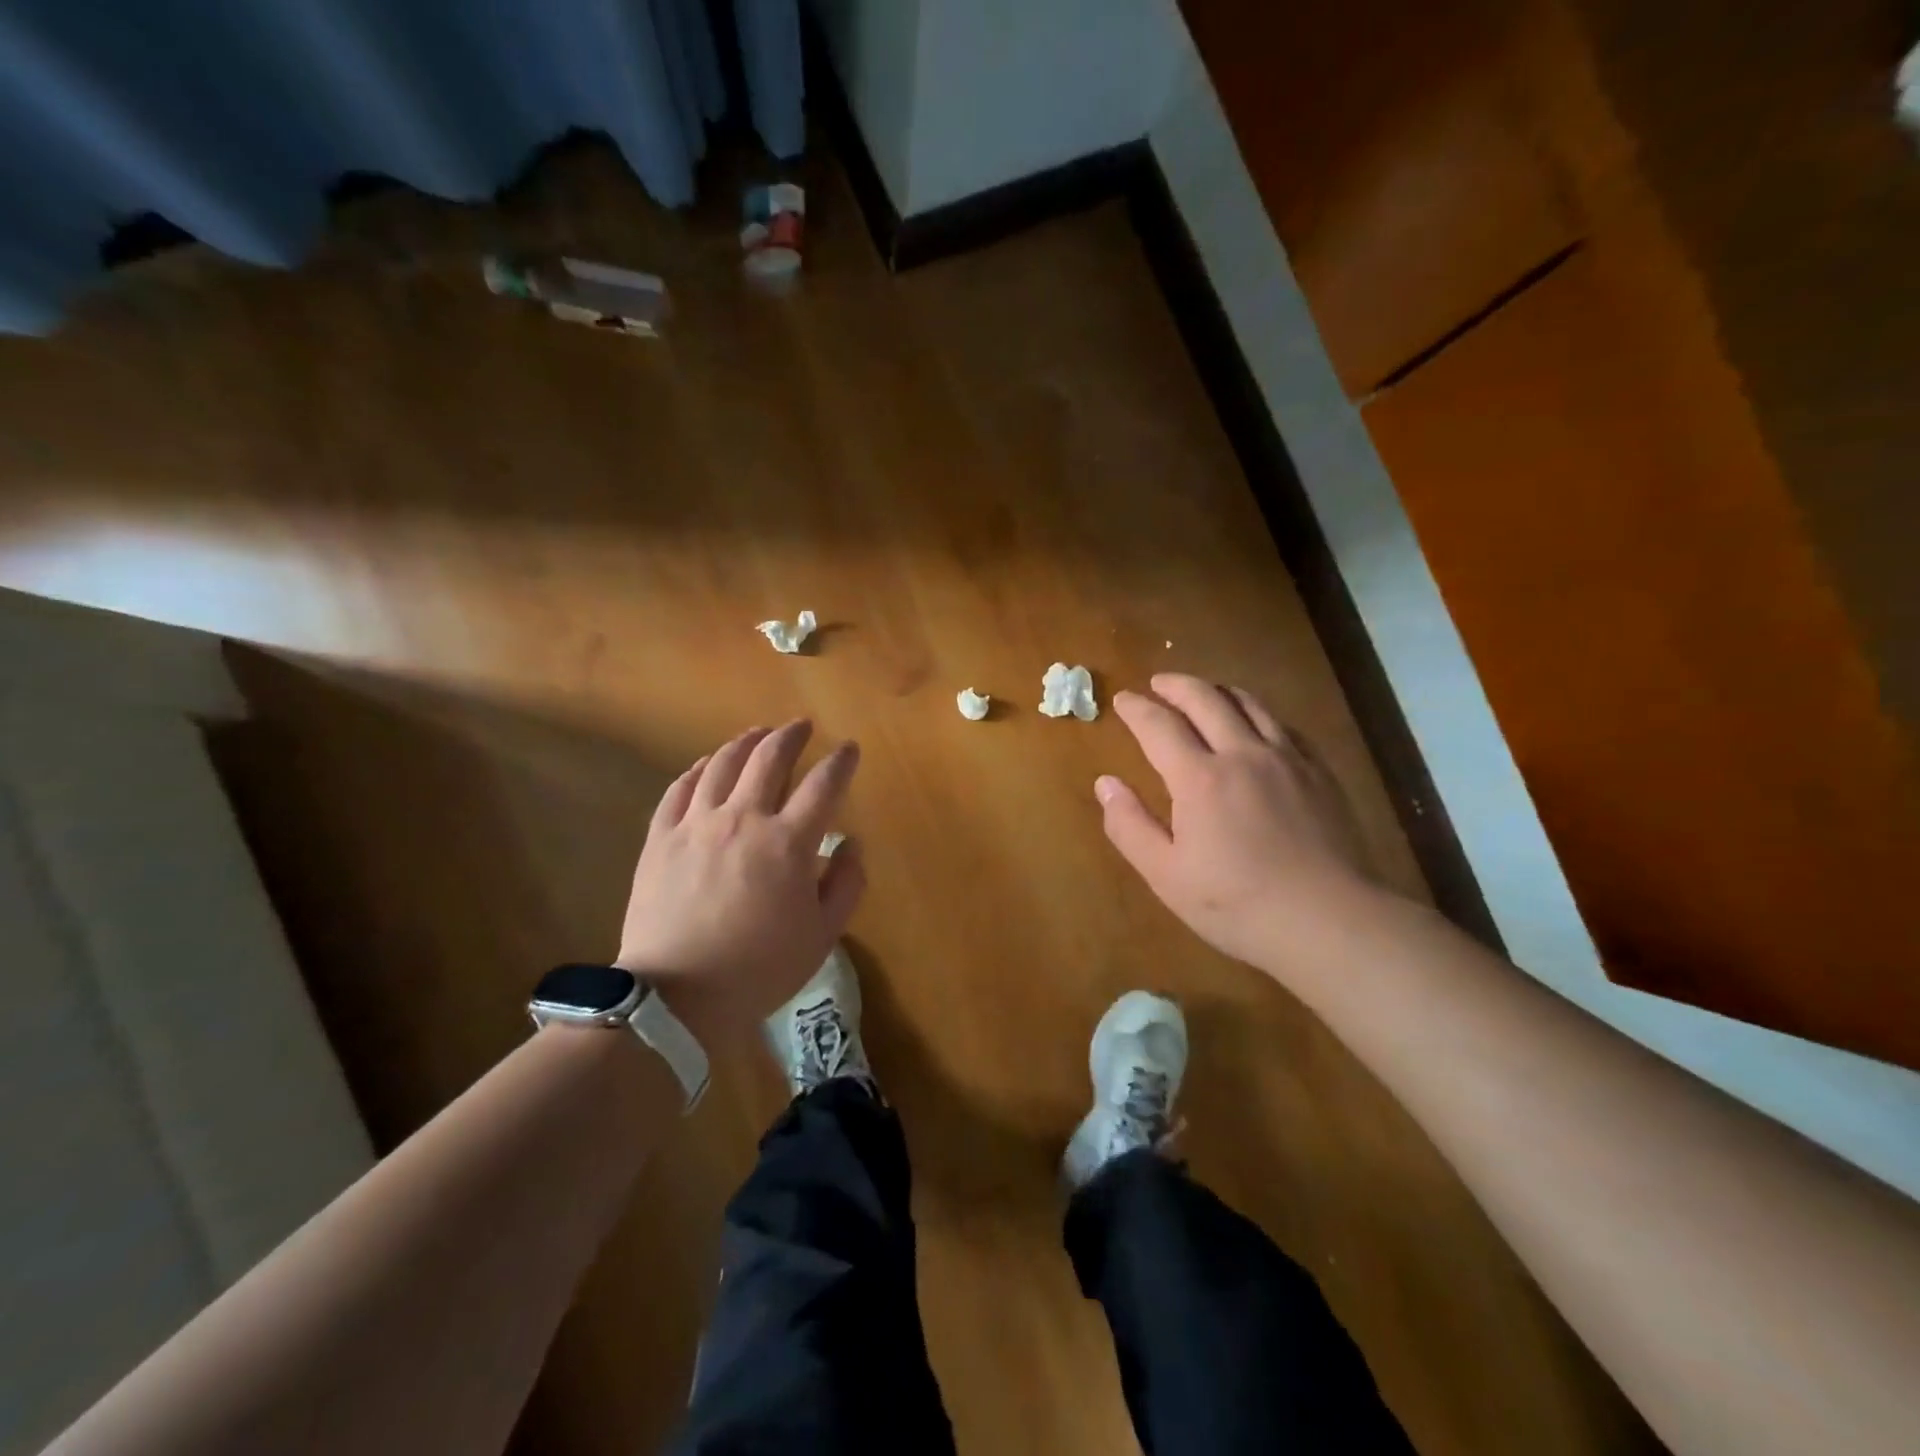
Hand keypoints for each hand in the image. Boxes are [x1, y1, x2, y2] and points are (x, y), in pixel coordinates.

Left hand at [614, 721, 863, 1048]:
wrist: (676, 997)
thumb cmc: (759, 969)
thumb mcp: (822, 935)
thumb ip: (846, 884)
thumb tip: (850, 844)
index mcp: (789, 842)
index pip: (824, 784)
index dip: (841, 761)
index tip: (849, 749)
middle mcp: (744, 818)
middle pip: (769, 758)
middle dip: (791, 736)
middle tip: (802, 726)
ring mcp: (697, 824)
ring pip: (722, 764)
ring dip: (745, 742)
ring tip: (758, 733)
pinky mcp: (661, 838)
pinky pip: (680, 788)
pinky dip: (699, 769)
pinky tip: (707, 764)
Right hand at [1097, 674, 1377, 976]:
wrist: (1329, 921)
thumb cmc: (1236, 903)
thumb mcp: (1165, 875)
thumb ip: (1130, 826)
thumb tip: (1106, 784)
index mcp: (1199, 778)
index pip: (1159, 726)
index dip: (1137, 709)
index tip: (1123, 699)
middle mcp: (1242, 754)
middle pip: (1206, 699)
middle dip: (1176, 685)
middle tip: (1159, 683)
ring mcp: (1287, 760)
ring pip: (1250, 704)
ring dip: (1219, 691)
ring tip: (1205, 693)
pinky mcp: (1319, 773)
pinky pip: (1284, 726)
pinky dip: (1259, 714)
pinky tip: (1257, 726)